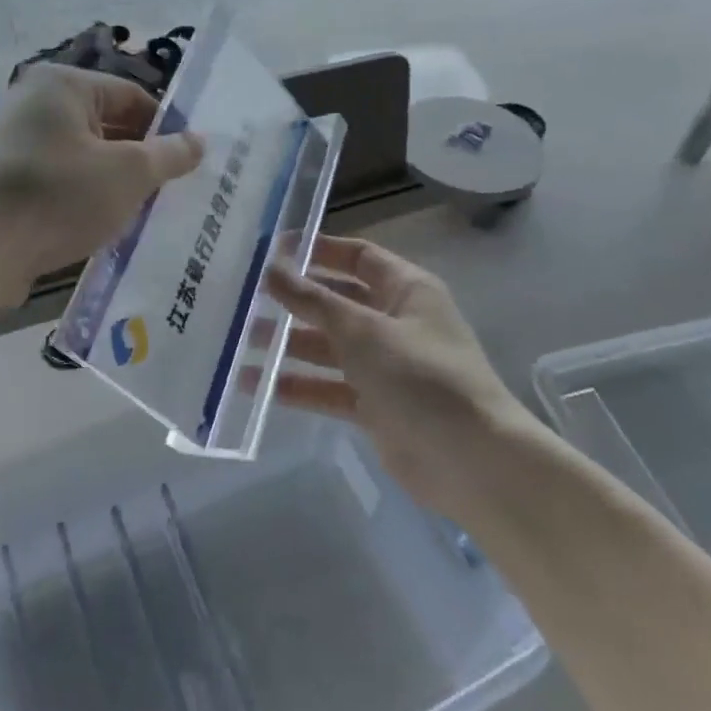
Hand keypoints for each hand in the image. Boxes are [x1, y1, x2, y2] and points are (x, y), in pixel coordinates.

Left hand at [0, 66, 202, 299]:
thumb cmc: (56, 197)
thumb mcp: (128, 174)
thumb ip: (169, 155)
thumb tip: (199, 141)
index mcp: (62, 85)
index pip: (131, 95)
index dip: (166, 127)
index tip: (188, 162)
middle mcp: (32, 103)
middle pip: (106, 126)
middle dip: (140, 159)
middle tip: (170, 192)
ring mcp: (10, 142)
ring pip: (81, 158)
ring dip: (112, 184)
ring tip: (141, 215)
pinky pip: (56, 182)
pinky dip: (81, 200)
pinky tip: (99, 229)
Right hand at [265, 237, 533, 515]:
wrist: (471, 461)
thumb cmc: (421, 377)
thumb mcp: (363, 330)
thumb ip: (314, 300)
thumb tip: (272, 268)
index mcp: (406, 290)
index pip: (358, 256)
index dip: (318, 250)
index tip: (272, 251)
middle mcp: (396, 322)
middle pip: (338, 302)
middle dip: (295, 301)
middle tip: (244, 299)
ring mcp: (386, 366)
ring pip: (330, 347)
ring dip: (289, 344)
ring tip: (239, 342)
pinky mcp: (376, 406)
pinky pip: (330, 388)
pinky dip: (299, 386)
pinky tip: (256, 386)